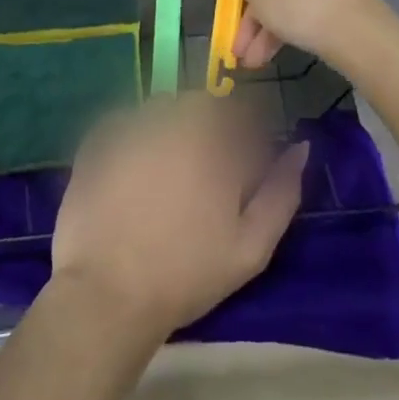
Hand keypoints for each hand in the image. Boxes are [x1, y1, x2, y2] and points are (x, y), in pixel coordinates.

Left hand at [50, 96, 307, 341]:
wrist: (108, 295)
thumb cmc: (186, 274)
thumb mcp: (251, 247)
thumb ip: (281, 192)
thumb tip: (300, 148)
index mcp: (215, 142)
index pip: (242, 113)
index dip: (245, 135)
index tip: (240, 164)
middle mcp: (174, 121)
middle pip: (200, 104)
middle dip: (208, 127)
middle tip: (201, 172)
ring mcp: (132, 126)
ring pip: (162, 108)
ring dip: (171, 127)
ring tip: (165, 172)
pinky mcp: (98, 139)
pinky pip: (125, 121)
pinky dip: (134, 135)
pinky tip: (132, 172)